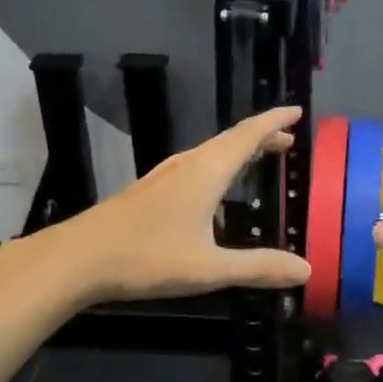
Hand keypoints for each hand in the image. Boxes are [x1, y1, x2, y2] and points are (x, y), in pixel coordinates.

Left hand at [5, 107, 312, 306]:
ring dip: (238, 151)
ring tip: (258, 157)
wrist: (76, 260)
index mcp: (206, 172)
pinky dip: (218, 166)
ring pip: (211, 153)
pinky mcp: (149, 191)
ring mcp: (164, 177)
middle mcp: (187, 165)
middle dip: (261, 137)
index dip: (274, 121)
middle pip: (231, 141)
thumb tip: (306, 270)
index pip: (248, 135)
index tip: (297, 112)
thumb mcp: (209, 269)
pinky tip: (214, 193)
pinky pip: (196, 167)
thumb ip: (258, 267)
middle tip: (288, 139)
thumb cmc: (147, 258)